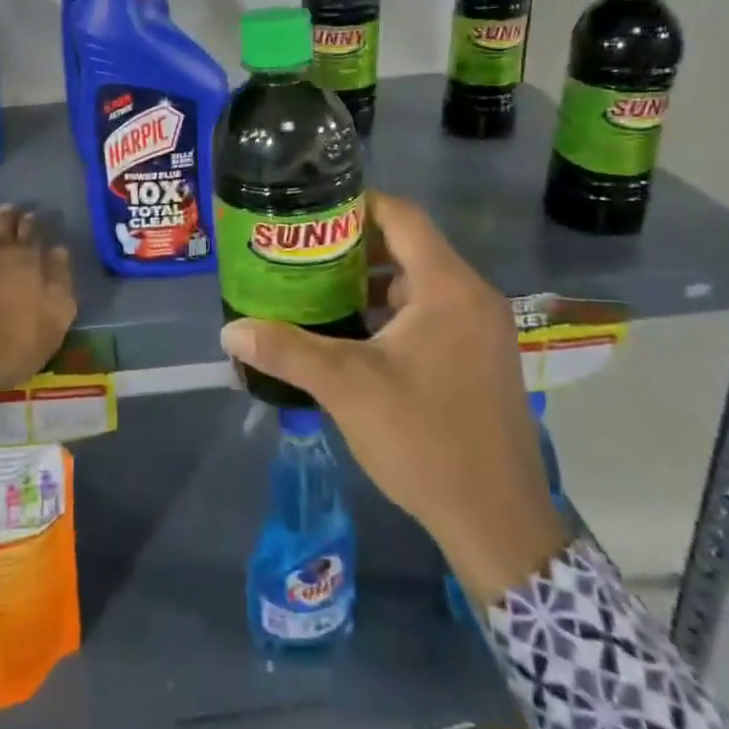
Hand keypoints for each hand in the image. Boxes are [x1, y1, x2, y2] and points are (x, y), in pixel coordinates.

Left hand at [0, 205, 77, 390]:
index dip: (32, 225)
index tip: (32, 216)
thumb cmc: (7, 344)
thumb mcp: (52, 323)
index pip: (32, 234)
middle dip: (7, 217)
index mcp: (25, 261)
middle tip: (8, 209)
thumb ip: (59, 284)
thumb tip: (59, 251)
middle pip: (2, 227)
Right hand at [219, 191, 569, 604]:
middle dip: (355, 247)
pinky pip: (433, 314)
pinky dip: (394, 313)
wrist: (498, 523)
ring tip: (320, 292)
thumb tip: (230, 331)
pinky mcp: (481, 359)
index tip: (312, 212)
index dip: (356, 205)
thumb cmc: (424, 438)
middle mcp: (472, 296)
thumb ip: (287, 350)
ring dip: (373, 283)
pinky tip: (356, 337)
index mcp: (447, 287)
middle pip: (409, 247)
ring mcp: (482, 330)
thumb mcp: (347, 387)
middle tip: (305, 255)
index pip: (402, 215)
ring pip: (421, 283)